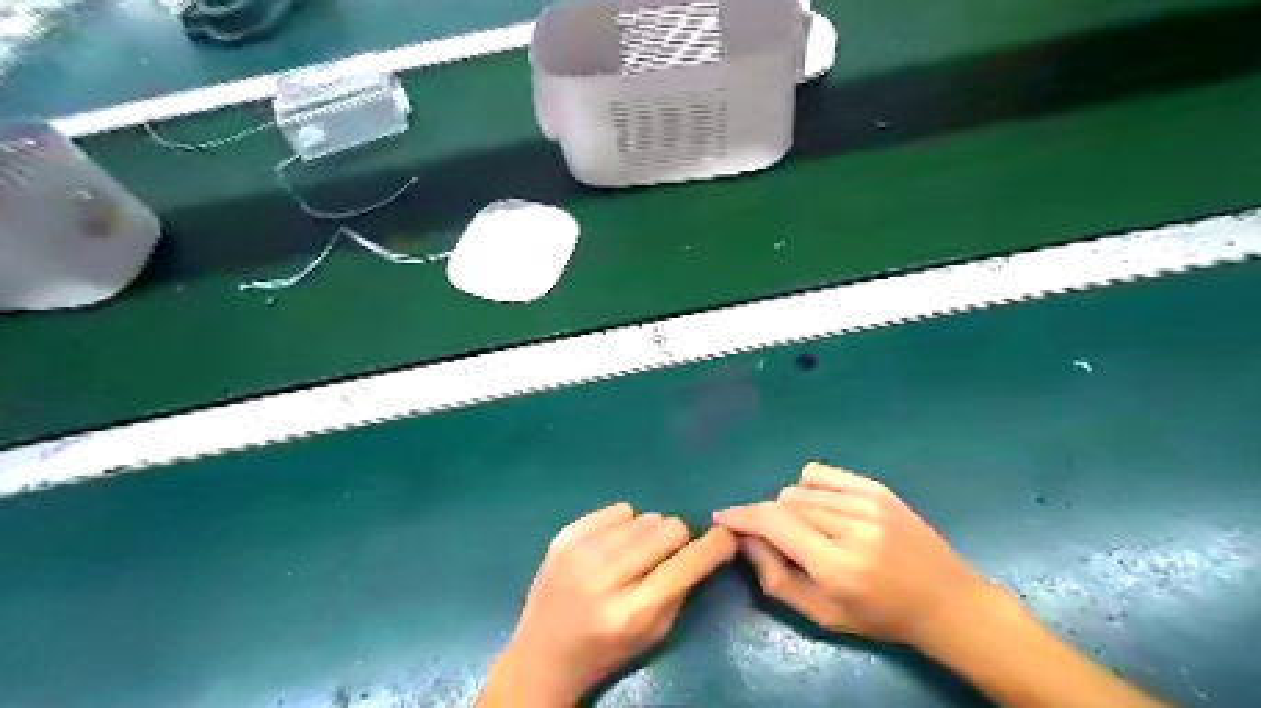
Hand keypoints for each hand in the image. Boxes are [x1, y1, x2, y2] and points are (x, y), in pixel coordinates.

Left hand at [483, 501, 741, 704]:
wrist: (542, 655)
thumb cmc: (607, 650)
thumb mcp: (654, 633)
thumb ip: (683, 588)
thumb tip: (709, 543)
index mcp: (632, 612)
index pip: (687, 563)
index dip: (715, 546)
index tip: (726, 537)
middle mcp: (605, 576)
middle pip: (668, 529)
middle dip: (677, 540)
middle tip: (665, 557)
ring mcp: (581, 551)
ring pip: (645, 516)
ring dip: (649, 534)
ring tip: (634, 556)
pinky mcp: (565, 536)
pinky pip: (619, 509)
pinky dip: (624, 525)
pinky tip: (611, 546)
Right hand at [713, 462, 990, 648]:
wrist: (946, 602)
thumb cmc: (880, 618)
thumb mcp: (822, 615)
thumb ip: (775, 578)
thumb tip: (745, 540)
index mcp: (837, 565)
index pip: (774, 524)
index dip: (742, 517)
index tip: (722, 518)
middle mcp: (851, 527)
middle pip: (784, 503)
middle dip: (767, 519)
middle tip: (775, 540)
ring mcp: (867, 502)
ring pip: (799, 488)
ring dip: (789, 507)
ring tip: (805, 529)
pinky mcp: (877, 489)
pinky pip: (821, 474)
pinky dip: (807, 487)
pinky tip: (818, 507)